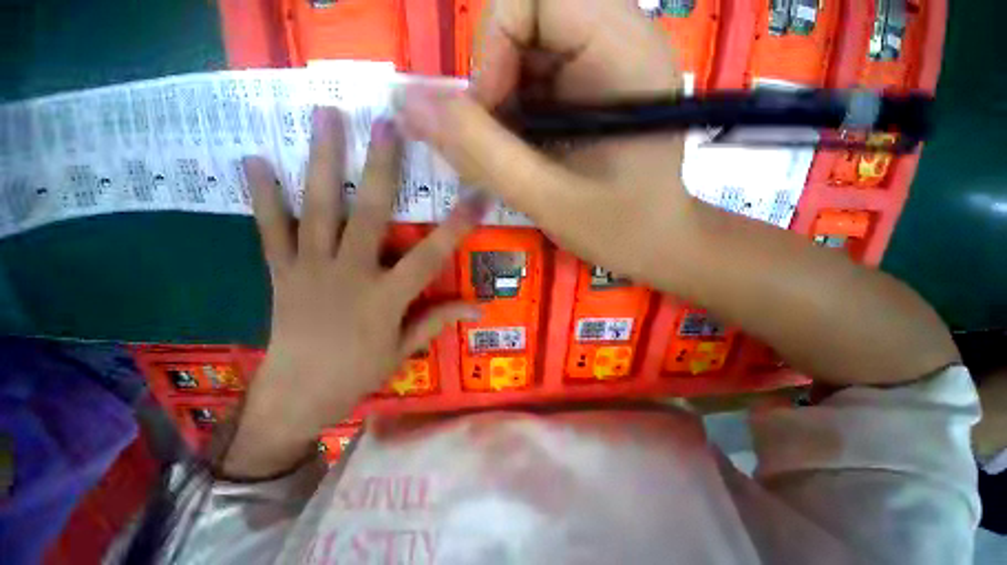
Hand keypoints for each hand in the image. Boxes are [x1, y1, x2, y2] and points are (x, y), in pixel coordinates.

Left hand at [222, 109, 483, 477]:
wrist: (295, 396)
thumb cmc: (356, 375)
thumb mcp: (403, 350)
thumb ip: (438, 320)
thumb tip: (478, 306)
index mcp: (385, 298)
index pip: (431, 255)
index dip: (456, 225)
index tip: (476, 195)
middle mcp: (350, 274)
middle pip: (370, 214)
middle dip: (382, 167)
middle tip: (387, 122)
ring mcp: (310, 269)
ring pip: (318, 209)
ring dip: (323, 161)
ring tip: (325, 116)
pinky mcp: (281, 272)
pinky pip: (270, 229)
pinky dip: (262, 196)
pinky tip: (254, 160)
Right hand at [397, 0, 687, 283]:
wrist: (654, 242)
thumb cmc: (616, 228)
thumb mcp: (546, 197)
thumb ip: (480, 151)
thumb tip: (409, 102)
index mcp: (623, 53)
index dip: (494, 49)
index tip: (493, 117)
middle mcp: (618, 41)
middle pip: (525, 18)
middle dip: (495, 82)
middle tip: (501, 142)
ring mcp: (605, 63)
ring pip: (524, 50)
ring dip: (503, 103)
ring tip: (515, 155)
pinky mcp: (592, 88)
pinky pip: (535, 77)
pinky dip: (515, 113)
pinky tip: (526, 152)